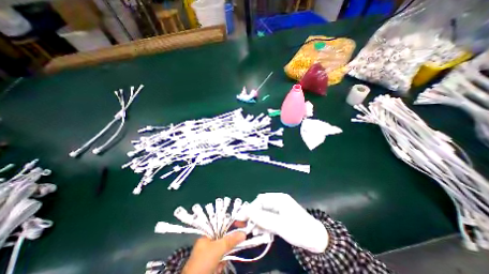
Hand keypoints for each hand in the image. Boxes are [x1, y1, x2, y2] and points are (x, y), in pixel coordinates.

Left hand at [182, 232, 246, 273]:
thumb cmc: (204, 262)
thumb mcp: (217, 249)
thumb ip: (230, 240)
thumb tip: (244, 233)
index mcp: (206, 236)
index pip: (221, 227)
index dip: (230, 226)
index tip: (240, 227)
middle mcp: (207, 243)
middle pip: (223, 240)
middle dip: (227, 247)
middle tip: (230, 251)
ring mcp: (208, 255)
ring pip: (223, 251)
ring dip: (224, 258)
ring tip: (220, 264)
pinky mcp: (210, 265)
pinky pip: (220, 260)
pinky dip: (221, 265)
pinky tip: (218, 269)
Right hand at [238, 193, 327, 252]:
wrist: (317, 241)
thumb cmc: (299, 229)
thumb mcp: (279, 225)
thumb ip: (262, 218)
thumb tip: (246, 212)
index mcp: (278, 199)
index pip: (260, 200)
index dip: (251, 208)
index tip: (243, 218)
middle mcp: (278, 202)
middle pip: (261, 206)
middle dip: (254, 216)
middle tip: (248, 227)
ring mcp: (279, 210)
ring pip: (264, 214)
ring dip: (258, 222)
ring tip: (254, 232)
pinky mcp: (280, 218)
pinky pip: (269, 219)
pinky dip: (264, 225)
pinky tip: (261, 233)